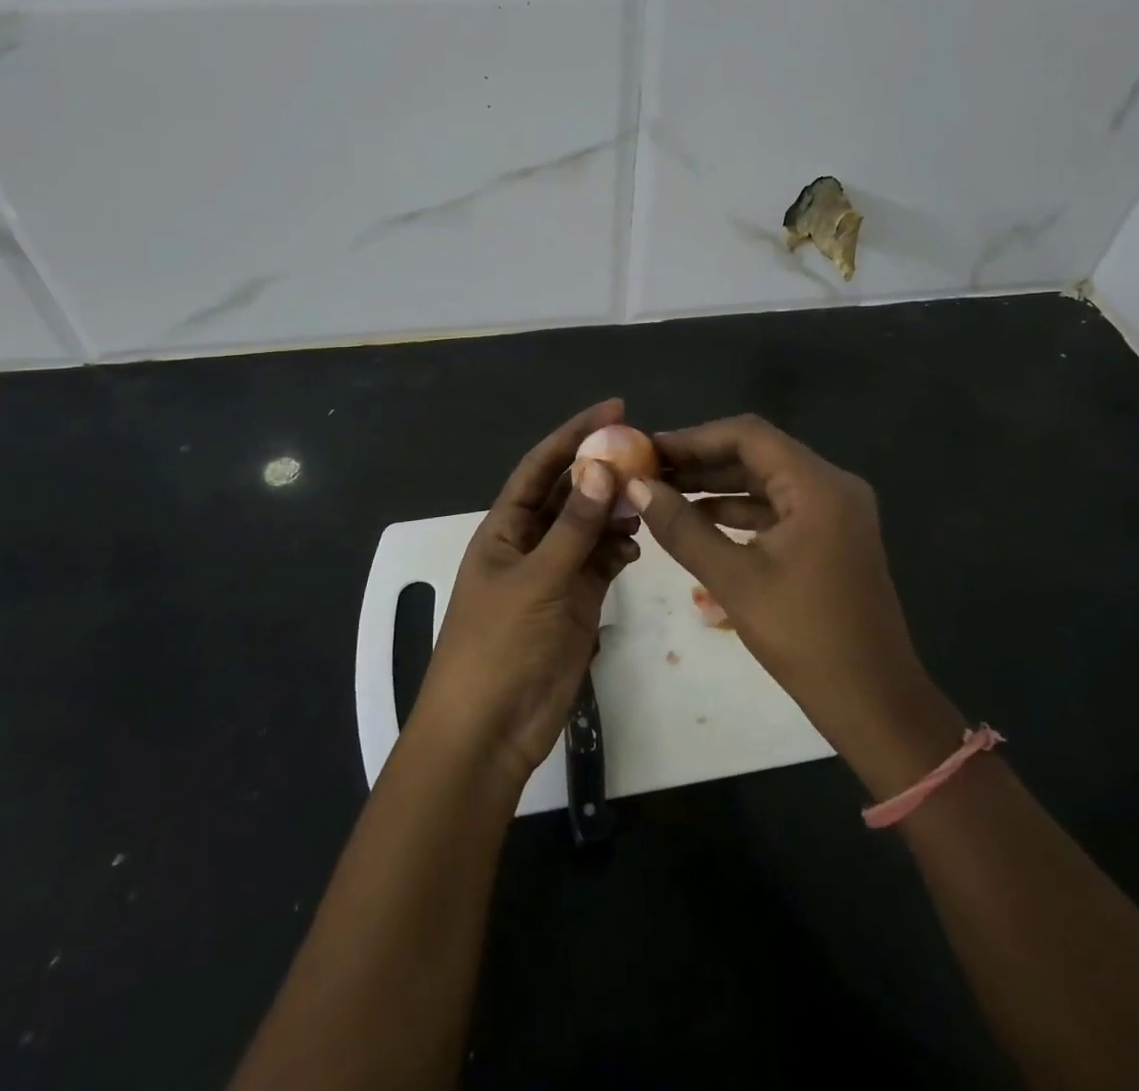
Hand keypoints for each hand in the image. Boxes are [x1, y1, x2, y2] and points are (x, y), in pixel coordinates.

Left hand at [412, 399, 640, 791]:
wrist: (490, 729)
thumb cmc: (499, 646)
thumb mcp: (537, 580)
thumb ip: (573, 527)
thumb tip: (600, 467)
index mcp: (505, 528)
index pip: (541, 466)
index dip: (574, 434)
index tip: (615, 409)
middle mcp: (530, 542)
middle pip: (569, 492)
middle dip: (602, 469)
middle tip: (646, 451)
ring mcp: (554, 573)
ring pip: (590, 527)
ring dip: (615, 510)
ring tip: (648, 498)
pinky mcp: (576, 602)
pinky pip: (601, 562)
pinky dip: (619, 549)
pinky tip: (635, 546)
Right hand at [626, 415, 961, 796]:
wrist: (873, 701)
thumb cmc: (804, 637)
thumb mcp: (734, 580)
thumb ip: (683, 528)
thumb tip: (637, 487)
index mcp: (818, 486)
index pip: (748, 435)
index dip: (694, 438)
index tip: (648, 450)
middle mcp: (831, 486)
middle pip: (757, 454)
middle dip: (702, 461)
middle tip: (648, 471)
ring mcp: (834, 511)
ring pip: (766, 480)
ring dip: (717, 485)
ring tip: (663, 492)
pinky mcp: (830, 535)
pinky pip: (778, 507)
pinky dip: (739, 509)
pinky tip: (698, 519)